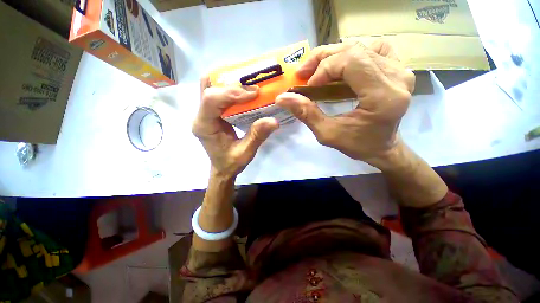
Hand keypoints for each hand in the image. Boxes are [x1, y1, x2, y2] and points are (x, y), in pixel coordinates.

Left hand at [193, 77, 278, 178]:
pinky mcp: (211, 112)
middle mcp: (201, 115)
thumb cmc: (231, 163)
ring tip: (248, 82)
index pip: (211, 99)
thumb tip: (274, 120)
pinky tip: (243, 89)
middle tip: (252, 84)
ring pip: (210, 86)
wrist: (223, 168)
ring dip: (228, 80)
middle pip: (208, 87)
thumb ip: (257, 136)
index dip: (232, 92)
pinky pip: (217, 92)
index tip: (254, 93)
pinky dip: (229, 87)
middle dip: (231, 82)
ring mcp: (204, 112)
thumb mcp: (246, 153)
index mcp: (204, 126)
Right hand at [275, 40, 414, 166]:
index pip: (351, 62)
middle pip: (355, 50)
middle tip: (303, 72)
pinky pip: (375, 48)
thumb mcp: (327, 134)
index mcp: (383, 96)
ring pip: (363, 45)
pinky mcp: (399, 69)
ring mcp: (401, 70)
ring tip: (318, 68)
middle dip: (323, 59)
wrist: (382, 147)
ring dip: (335, 54)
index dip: (324, 69)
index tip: (308, 86)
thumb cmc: (357, 145)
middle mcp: (397, 77)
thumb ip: (306, 114)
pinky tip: (342, 64)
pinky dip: (354, 52)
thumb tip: (282, 98)